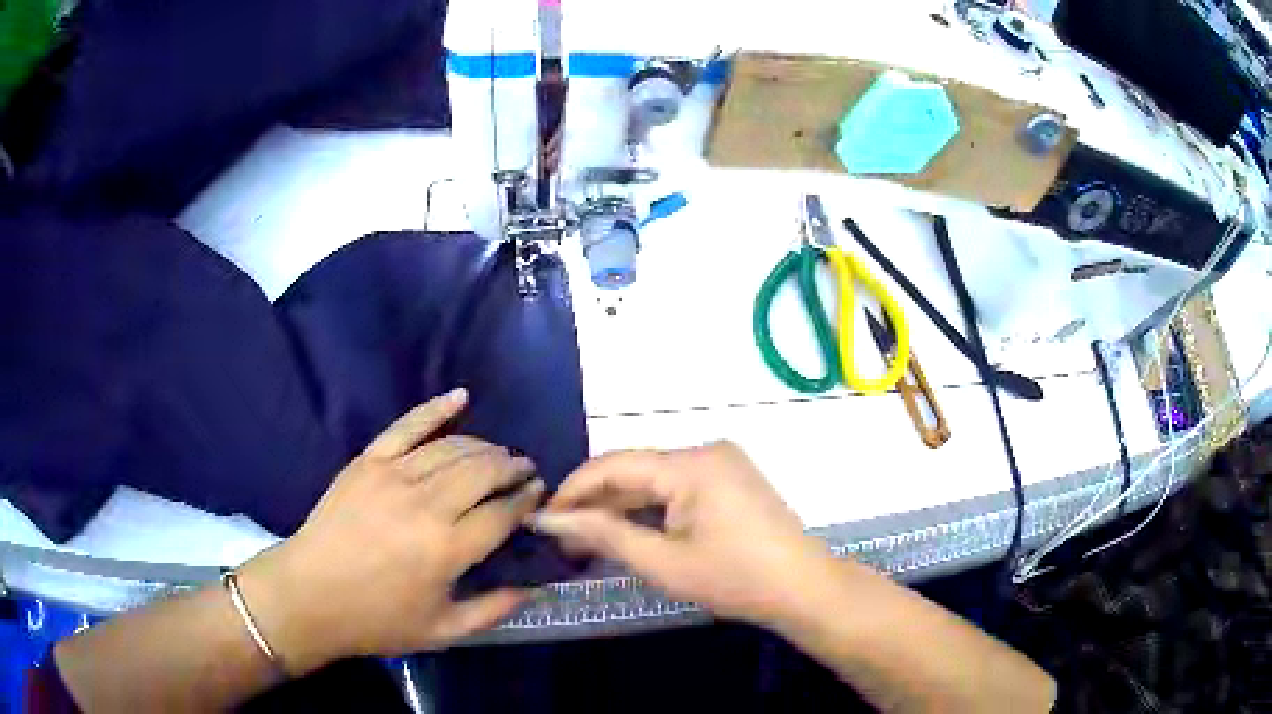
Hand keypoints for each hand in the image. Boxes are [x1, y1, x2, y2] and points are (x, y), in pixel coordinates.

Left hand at [235, 389, 542, 674]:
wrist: (309, 595)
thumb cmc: (377, 620)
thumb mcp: (443, 631)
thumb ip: (494, 610)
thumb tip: (535, 586)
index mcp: (447, 549)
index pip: (502, 513)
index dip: (527, 501)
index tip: (539, 495)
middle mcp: (426, 505)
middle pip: (483, 471)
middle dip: (512, 467)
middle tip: (525, 471)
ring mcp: (394, 476)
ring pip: (453, 447)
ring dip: (484, 446)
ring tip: (498, 454)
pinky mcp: (368, 461)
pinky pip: (408, 425)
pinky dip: (436, 408)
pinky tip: (461, 397)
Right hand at [532, 442, 834, 624]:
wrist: (803, 589)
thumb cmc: (734, 579)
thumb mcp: (663, 562)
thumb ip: (604, 534)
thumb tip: (551, 520)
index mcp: (691, 463)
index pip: (615, 464)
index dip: (574, 489)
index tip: (543, 518)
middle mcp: (706, 451)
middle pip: (636, 470)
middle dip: (597, 502)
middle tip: (562, 537)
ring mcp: (722, 464)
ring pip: (656, 480)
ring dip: (622, 507)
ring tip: (587, 539)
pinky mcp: (730, 480)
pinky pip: (678, 488)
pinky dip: (651, 509)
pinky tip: (628, 532)